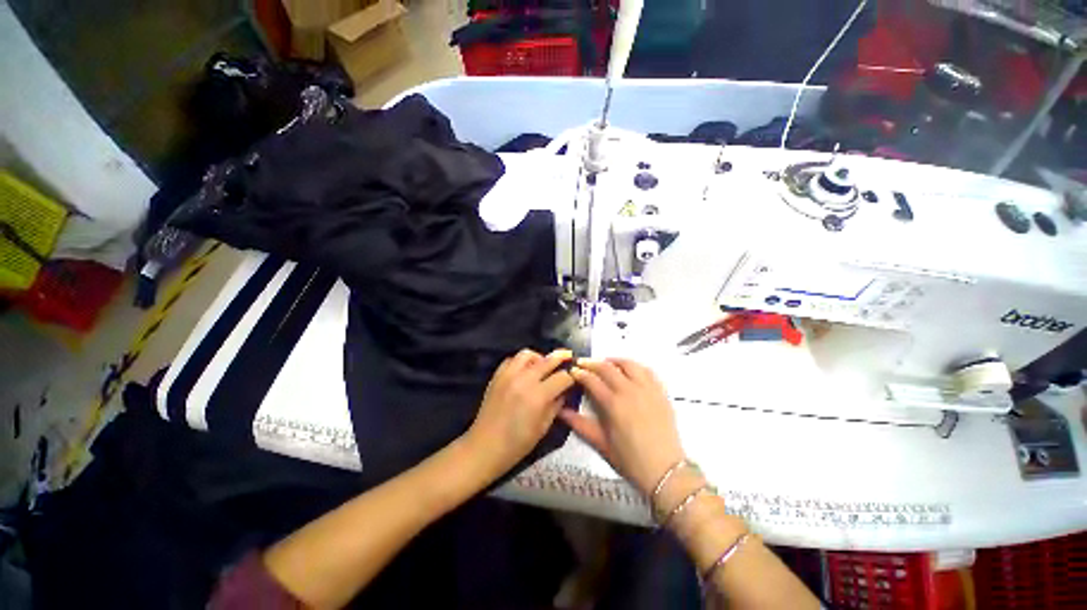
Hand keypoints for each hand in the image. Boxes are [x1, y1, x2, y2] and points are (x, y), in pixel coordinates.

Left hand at [464, 349, 574, 477]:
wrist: (485, 447)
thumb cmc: (517, 444)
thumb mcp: (543, 428)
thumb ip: (557, 405)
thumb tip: (565, 391)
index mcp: (538, 396)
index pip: (562, 377)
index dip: (572, 377)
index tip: (575, 378)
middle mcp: (524, 380)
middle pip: (548, 360)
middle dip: (562, 357)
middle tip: (569, 356)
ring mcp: (508, 375)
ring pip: (528, 354)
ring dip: (539, 357)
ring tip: (543, 365)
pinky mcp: (497, 376)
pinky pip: (512, 360)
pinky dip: (522, 362)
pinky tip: (525, 371)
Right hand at [560, 358, 684, 495]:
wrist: (666, 471)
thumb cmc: (630, 460)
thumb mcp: (601, 444)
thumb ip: (580, 425)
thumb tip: (561, 411)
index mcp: (613, 403)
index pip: (592, 380)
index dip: (580, 373)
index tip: (572, 371)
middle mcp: (630, 390)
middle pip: (607, 367)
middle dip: (592, 363)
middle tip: (583, 363)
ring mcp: (647, 389)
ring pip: (629, 364)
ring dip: (614, 360)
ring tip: (606, 363)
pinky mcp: (661, 392)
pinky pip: (647, 371)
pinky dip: (635, 366)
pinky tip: (630, 370)